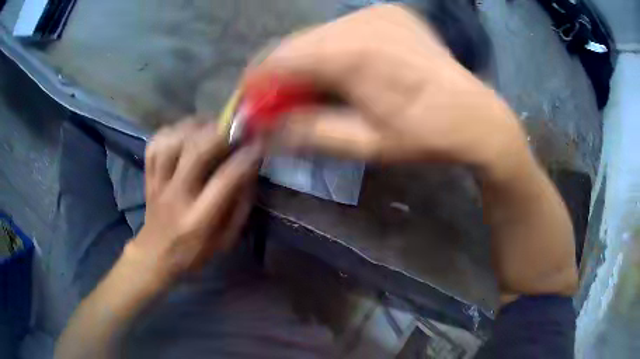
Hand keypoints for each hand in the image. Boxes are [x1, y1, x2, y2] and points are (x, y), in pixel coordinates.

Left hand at [130, 120, 263, 282]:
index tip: (258, 144)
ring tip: (211, 124)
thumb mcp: (225, 240)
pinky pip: (155, 144)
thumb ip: (240, 206)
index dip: (244, 158)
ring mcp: (158, 183)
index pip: (224, 181)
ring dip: (194, 126)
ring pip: (171, 142)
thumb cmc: (194, 251)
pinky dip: (171, 131)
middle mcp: (176, 197)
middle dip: (220, 133)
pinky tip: (185, 131)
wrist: (156, 253)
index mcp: (198, 219)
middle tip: (235, 126)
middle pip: (195, 153)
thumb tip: (250, 169)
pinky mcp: (148, 175)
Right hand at [244, 5, 576, 302]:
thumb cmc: (425, 136)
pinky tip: (343, 72)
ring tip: (313, 92)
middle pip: (297, 44)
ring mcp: (378, 13)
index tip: (251, 105)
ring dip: (307, 63)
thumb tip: (261, 131)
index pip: (281, 58)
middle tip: (281, 105)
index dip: (258, 83)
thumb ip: (308, 132)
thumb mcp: (365, 144)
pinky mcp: (390, 14)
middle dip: (281, 75)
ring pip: (318, 36)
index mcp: (353, 53)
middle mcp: (361, 21)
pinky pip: (343, 30)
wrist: (477, 117)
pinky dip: (331, 51)